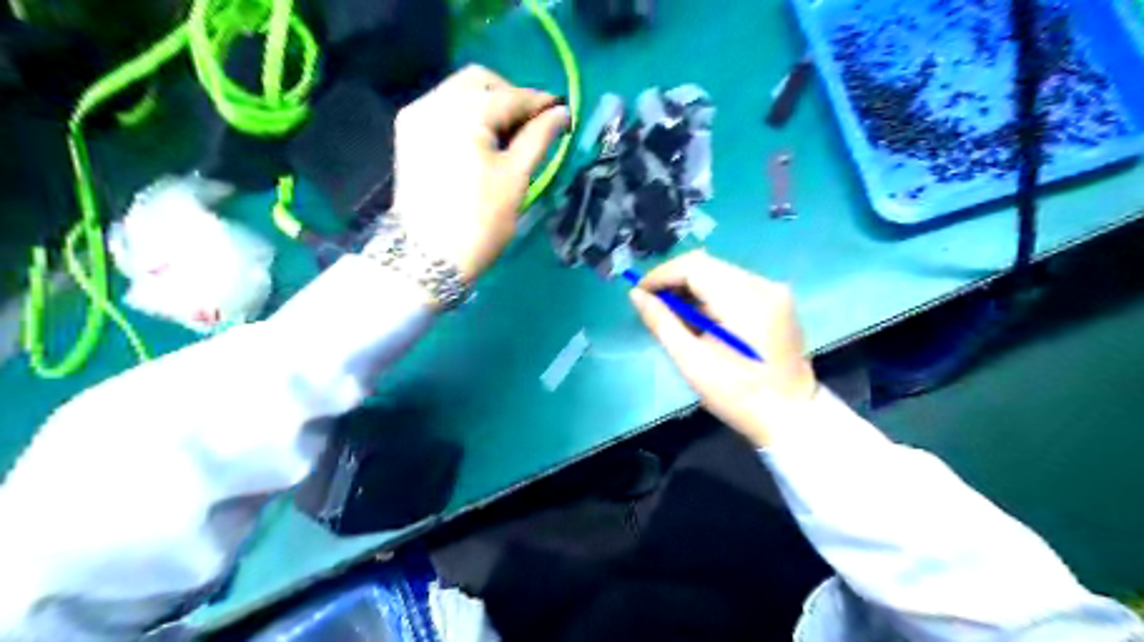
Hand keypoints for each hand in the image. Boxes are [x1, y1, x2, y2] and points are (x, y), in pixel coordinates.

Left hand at [394, 66, 572, 283]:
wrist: (427, 258)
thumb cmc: (479, 221)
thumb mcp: (515, 179)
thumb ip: (538, 138)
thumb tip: (561, 113)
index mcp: (462, 114)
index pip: (508, 96)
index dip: (538, 103)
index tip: (561, 112)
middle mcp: (432, 103)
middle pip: (479, 82)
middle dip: (510, 98)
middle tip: (532, 126)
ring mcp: (416, 118)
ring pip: (459, 93)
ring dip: (489, 106)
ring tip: (510, 137)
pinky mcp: (408, 134)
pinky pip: (444, 109)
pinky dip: (468, 117)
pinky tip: (483, 141)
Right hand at [631, 251, 818, 444]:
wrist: (790, 417)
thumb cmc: (738, 395)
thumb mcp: (692, 362)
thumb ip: (662, 323)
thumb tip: (636, 295)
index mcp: (745, 300)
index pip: (694, 266)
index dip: (662, 275)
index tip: (640, 293)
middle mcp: (763, 285)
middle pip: (708, 265)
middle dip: (676, 280)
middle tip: (654, 304)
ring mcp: (774, 291)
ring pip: (721, 273)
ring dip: (693, 288)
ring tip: (674, 314)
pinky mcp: (777, 301)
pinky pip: (735, 285)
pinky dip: (712, 295)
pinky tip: (701, 318)